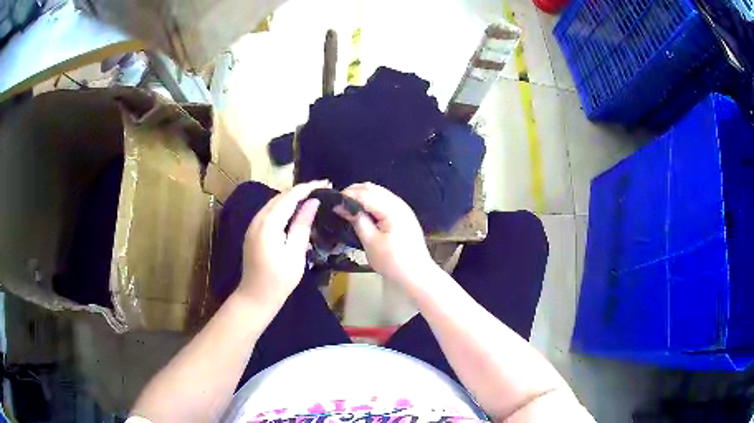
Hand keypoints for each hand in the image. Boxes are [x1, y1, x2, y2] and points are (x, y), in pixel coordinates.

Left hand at [237, 180, 329, 309]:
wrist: (256, 296)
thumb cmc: (279, 279)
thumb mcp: (295, 253)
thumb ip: (302, 225)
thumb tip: (313, 202)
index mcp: (268, 224)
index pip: (289, 197)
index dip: (308, 188)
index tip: (326, 183)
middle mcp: (257, 219)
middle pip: (280, 197)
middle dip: (301, 190)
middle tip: (322, 189)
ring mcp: (253, 225)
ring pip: (274, 203)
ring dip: (292, 197)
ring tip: (312, 196)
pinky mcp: (253, 231)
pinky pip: (270, 212)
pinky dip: (284, 207)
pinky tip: (295, 210)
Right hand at [338, 183, 437, 287]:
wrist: (417, 275)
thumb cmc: (393, 262)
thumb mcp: (370, 242)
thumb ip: (356, 220)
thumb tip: (340, 205)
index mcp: (392, 209)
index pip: (365, 193)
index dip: (347, 195)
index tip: (331, 203)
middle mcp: (399, 203)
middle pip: (372, 188)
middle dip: (353, 192)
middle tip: (337, 205)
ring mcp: (402, 208)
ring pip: (378, 192)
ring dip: (361, 196)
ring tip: (346, 208)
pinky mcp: (403, 215)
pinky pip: (383, 200)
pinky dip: (370, 202)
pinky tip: (361, 212)